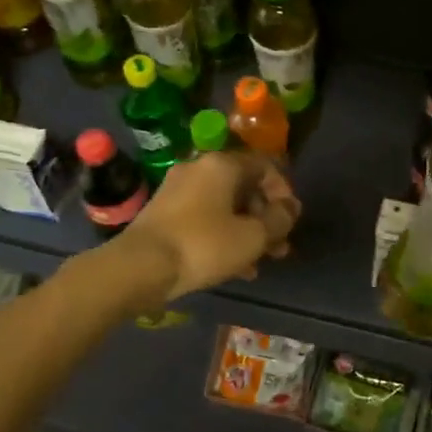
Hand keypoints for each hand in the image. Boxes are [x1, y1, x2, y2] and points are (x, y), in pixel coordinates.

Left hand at [119, 151, 300, 301]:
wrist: (140, 267)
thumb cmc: (203, 245)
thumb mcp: (253, 236)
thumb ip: (279, 220)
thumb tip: (290, 209)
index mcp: (222, 164)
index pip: (265, 166)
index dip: (284, 192)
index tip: (291, 220)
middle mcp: (199, 168)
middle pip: (244, 187)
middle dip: (266, 217)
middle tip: (279, 246)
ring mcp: (178, 191)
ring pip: (225, 206)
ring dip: (247, 230)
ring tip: (261, 262)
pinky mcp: (164, 214)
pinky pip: (205, 219)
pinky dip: (224, 236)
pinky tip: (235, 267)